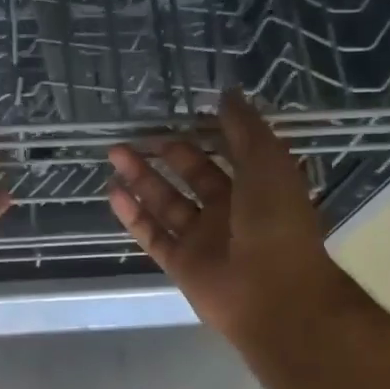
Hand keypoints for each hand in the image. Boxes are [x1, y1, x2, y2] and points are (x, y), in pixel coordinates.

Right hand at [107, 90, 367, 352]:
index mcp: (256, 187)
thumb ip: (245, 129)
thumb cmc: (276, 222)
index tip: (179, 114)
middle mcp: (229, 211)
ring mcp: (203, 239)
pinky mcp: (181, 264)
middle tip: (136, 134)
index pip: (226, 153)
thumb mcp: (268, 163)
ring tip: (114, 153)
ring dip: (140, 178)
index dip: (205, 134)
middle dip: (165, 153)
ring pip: (166, 203)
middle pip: (191, 176)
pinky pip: (153, 235)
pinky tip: (113, 192)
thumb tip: (226, 94)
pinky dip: (133, 215)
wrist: (275, 295)